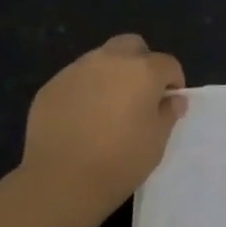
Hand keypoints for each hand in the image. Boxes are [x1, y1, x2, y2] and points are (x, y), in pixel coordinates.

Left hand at [21, 34, 186, 216]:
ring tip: (107, 107)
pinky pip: (76, 79)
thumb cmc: (120, 161)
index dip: (173, 81)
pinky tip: (81, 118)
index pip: (168, 63)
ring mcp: (77, 70)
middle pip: (132, 45)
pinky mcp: (52, 85)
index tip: (169, 102)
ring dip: (111, 74)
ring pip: (101, 59)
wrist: (61, 180)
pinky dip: (85, 90)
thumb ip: (168, 113)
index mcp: (143, 70)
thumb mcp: (157, 141)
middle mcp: (110, 60)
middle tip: (139, 93)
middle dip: (141, 62)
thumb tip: (173, 99)